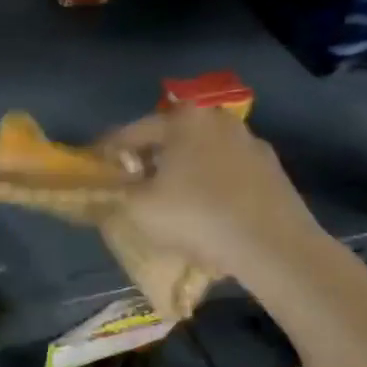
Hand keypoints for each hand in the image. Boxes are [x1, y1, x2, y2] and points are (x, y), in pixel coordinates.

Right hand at [98, 105, 322, 283]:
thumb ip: (116, 189)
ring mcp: (250, 143)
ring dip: (180, 169)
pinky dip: (208, 182)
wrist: (273, 246)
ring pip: (200, 153)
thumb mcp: (138, 206)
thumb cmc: (196, 216)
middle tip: (129, 181)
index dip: (107, 151)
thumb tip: (109, 183)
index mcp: (183, 120)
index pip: (131, 131)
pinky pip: (225, 171)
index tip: (93, 166)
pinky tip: (202, 208)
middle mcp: (218, 120)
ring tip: (166, 196)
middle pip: (170, 137)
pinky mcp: (271, 170)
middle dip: (147, 157)